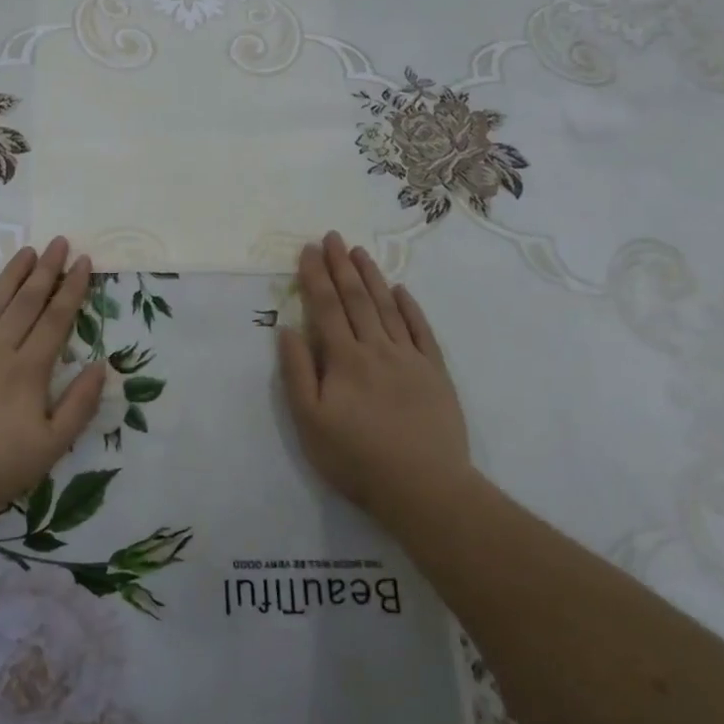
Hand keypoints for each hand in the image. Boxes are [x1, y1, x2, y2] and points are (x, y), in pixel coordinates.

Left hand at [0, 238, 105, 524]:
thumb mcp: (51, 448)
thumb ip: (80, 405)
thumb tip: (101, 365)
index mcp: (27, 371)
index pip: (55, 319)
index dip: (72, 288)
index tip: (84, 261)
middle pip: (26, 302)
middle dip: (47, 270)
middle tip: (60, 242)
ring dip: (11, 274)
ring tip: (28, 251)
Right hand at [277, 232, 487, 531]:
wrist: (424, 487)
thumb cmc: (356, 459)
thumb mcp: (310, 422)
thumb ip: (297, 373)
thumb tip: (288, 330)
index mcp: (344, 359)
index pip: (326, 307)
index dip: (315, 276)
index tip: (308, 250)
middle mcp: (377, 348)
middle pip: (357, 299)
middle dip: (341, 265)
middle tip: (333, 237)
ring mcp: (410, 358)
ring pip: (388, 307)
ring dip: (372, 277)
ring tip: (360, 252)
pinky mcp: (436, 372)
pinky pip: (421, 330)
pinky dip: (410, 307)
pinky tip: (401, 290)